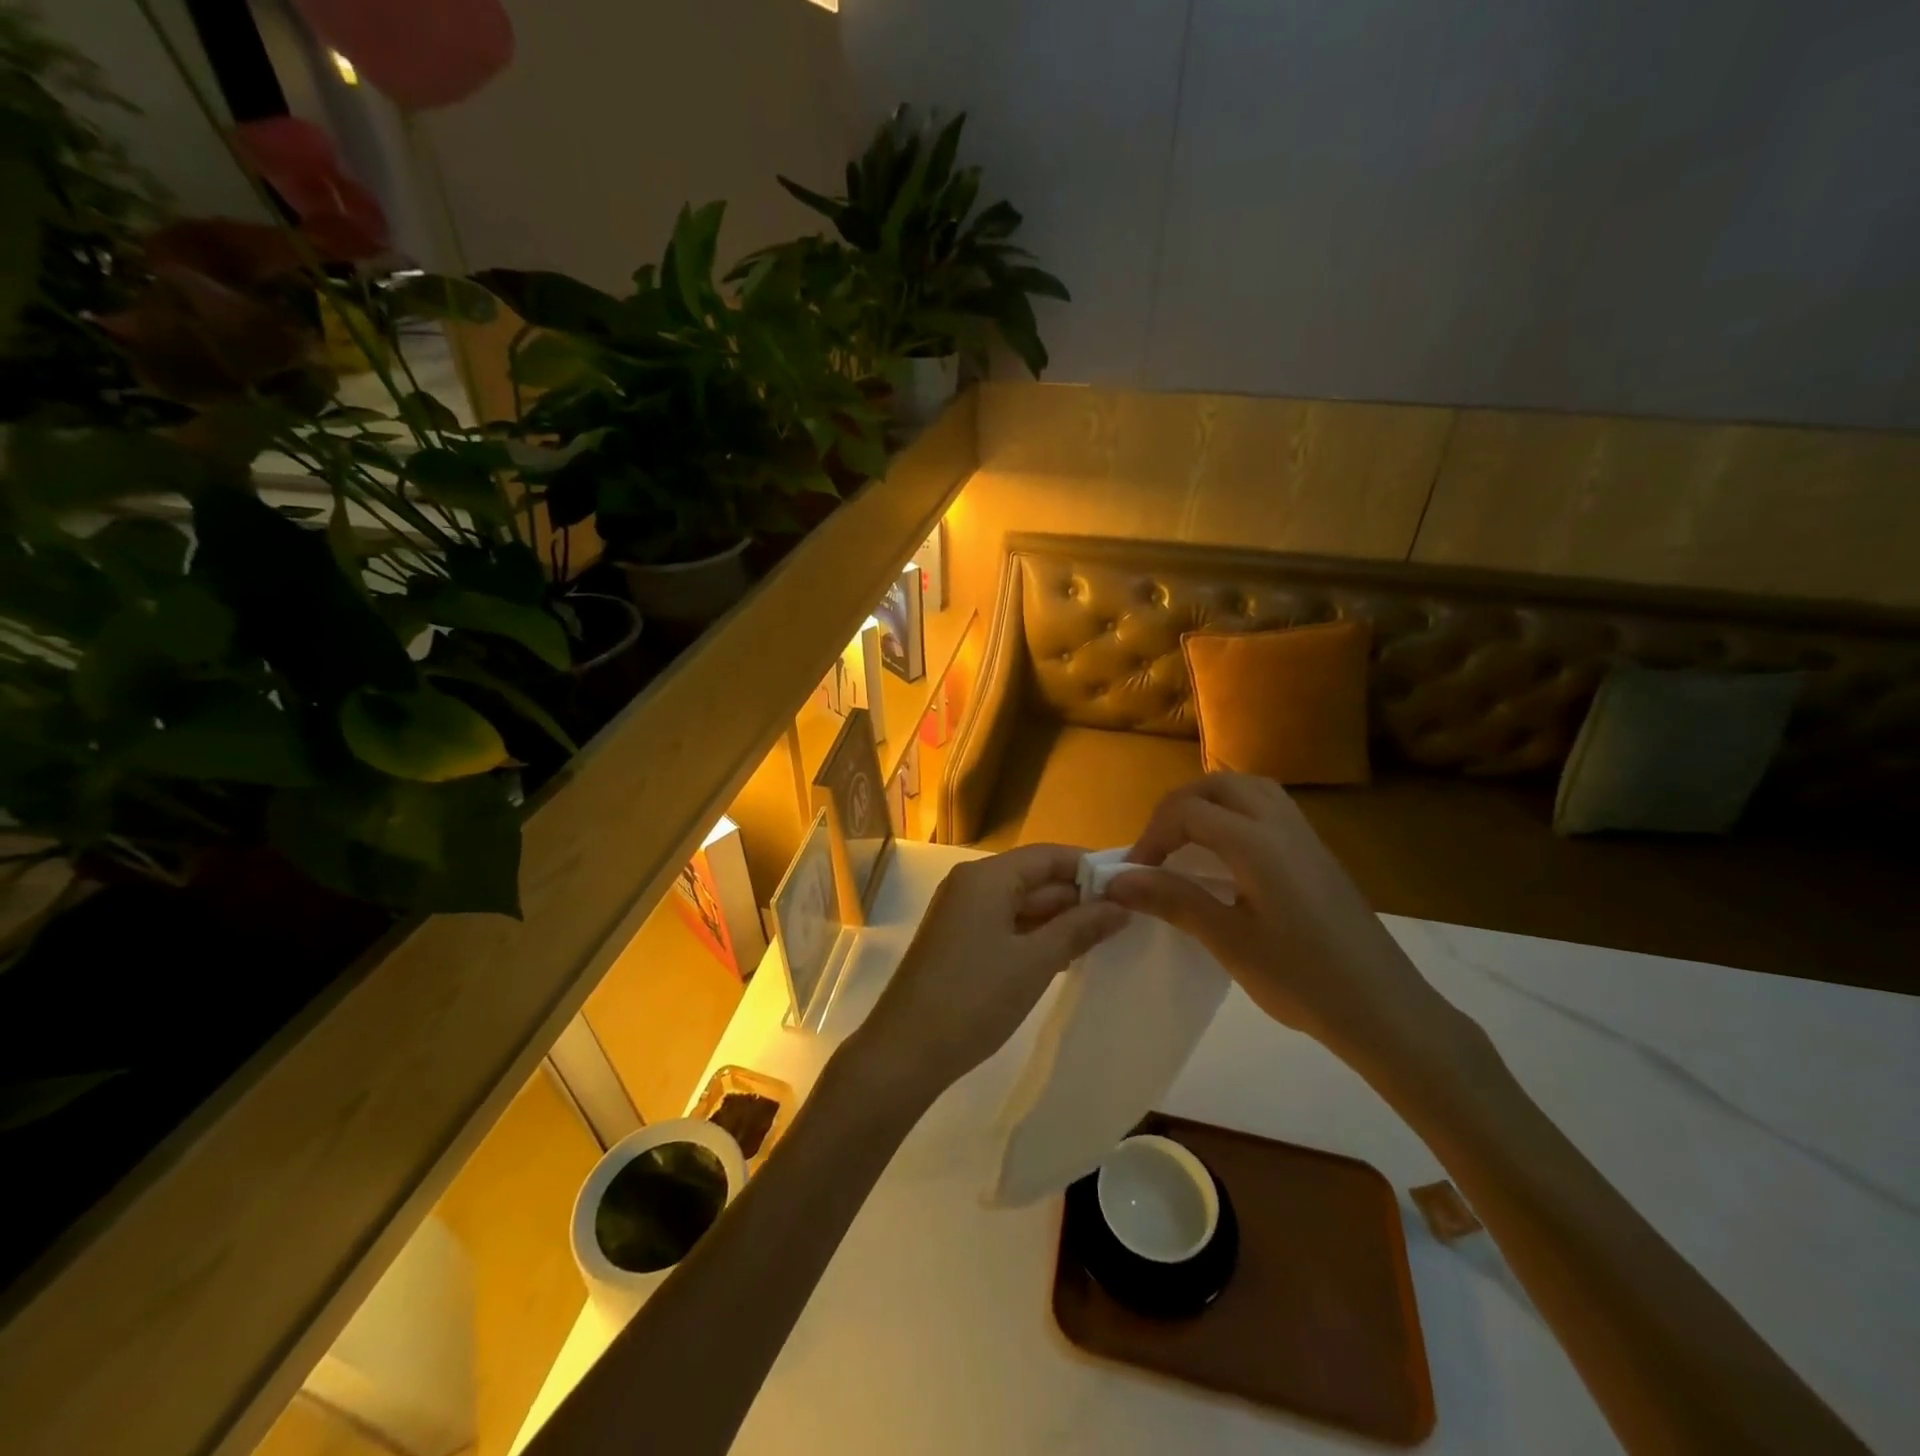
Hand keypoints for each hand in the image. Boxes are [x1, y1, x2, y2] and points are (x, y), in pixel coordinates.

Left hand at [851, 844, 1128, 1101]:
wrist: (906, 1051)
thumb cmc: (975, 998)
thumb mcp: (1036, 962)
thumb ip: (1079, 928)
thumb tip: (1121, 905)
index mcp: (986, 877)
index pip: (1048, 855)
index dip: (1089, 866)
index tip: (1130, 883)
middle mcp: (970, 884)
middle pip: (1033, 877)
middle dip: (1077, 895)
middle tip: (1127, 916)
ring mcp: (960, 913)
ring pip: (1020, 903)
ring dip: (1058, 918)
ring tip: (1106, 936)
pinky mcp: (957, 941)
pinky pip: (1004, 924)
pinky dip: (1034, 935)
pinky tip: (1066, 955)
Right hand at [1104, 774, 1450, 1069]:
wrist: (1385, 1010)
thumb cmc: (1302, 980)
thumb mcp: (1229, 942)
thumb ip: (1174, 900)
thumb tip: (1119, 880)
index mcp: (1257, 843)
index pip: (1187, 811)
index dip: (1151, 835)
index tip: (1132, 874)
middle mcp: (1282, 825)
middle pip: (1218, 785)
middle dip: (1177, 807)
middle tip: (1157, 849)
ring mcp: (1306, 836)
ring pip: (1248, 789)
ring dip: (1209, 803)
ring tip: (1186, 842)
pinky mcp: (1318, 853)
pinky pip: (1269, 807)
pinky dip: (1236, 813)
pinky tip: (1229, 855)